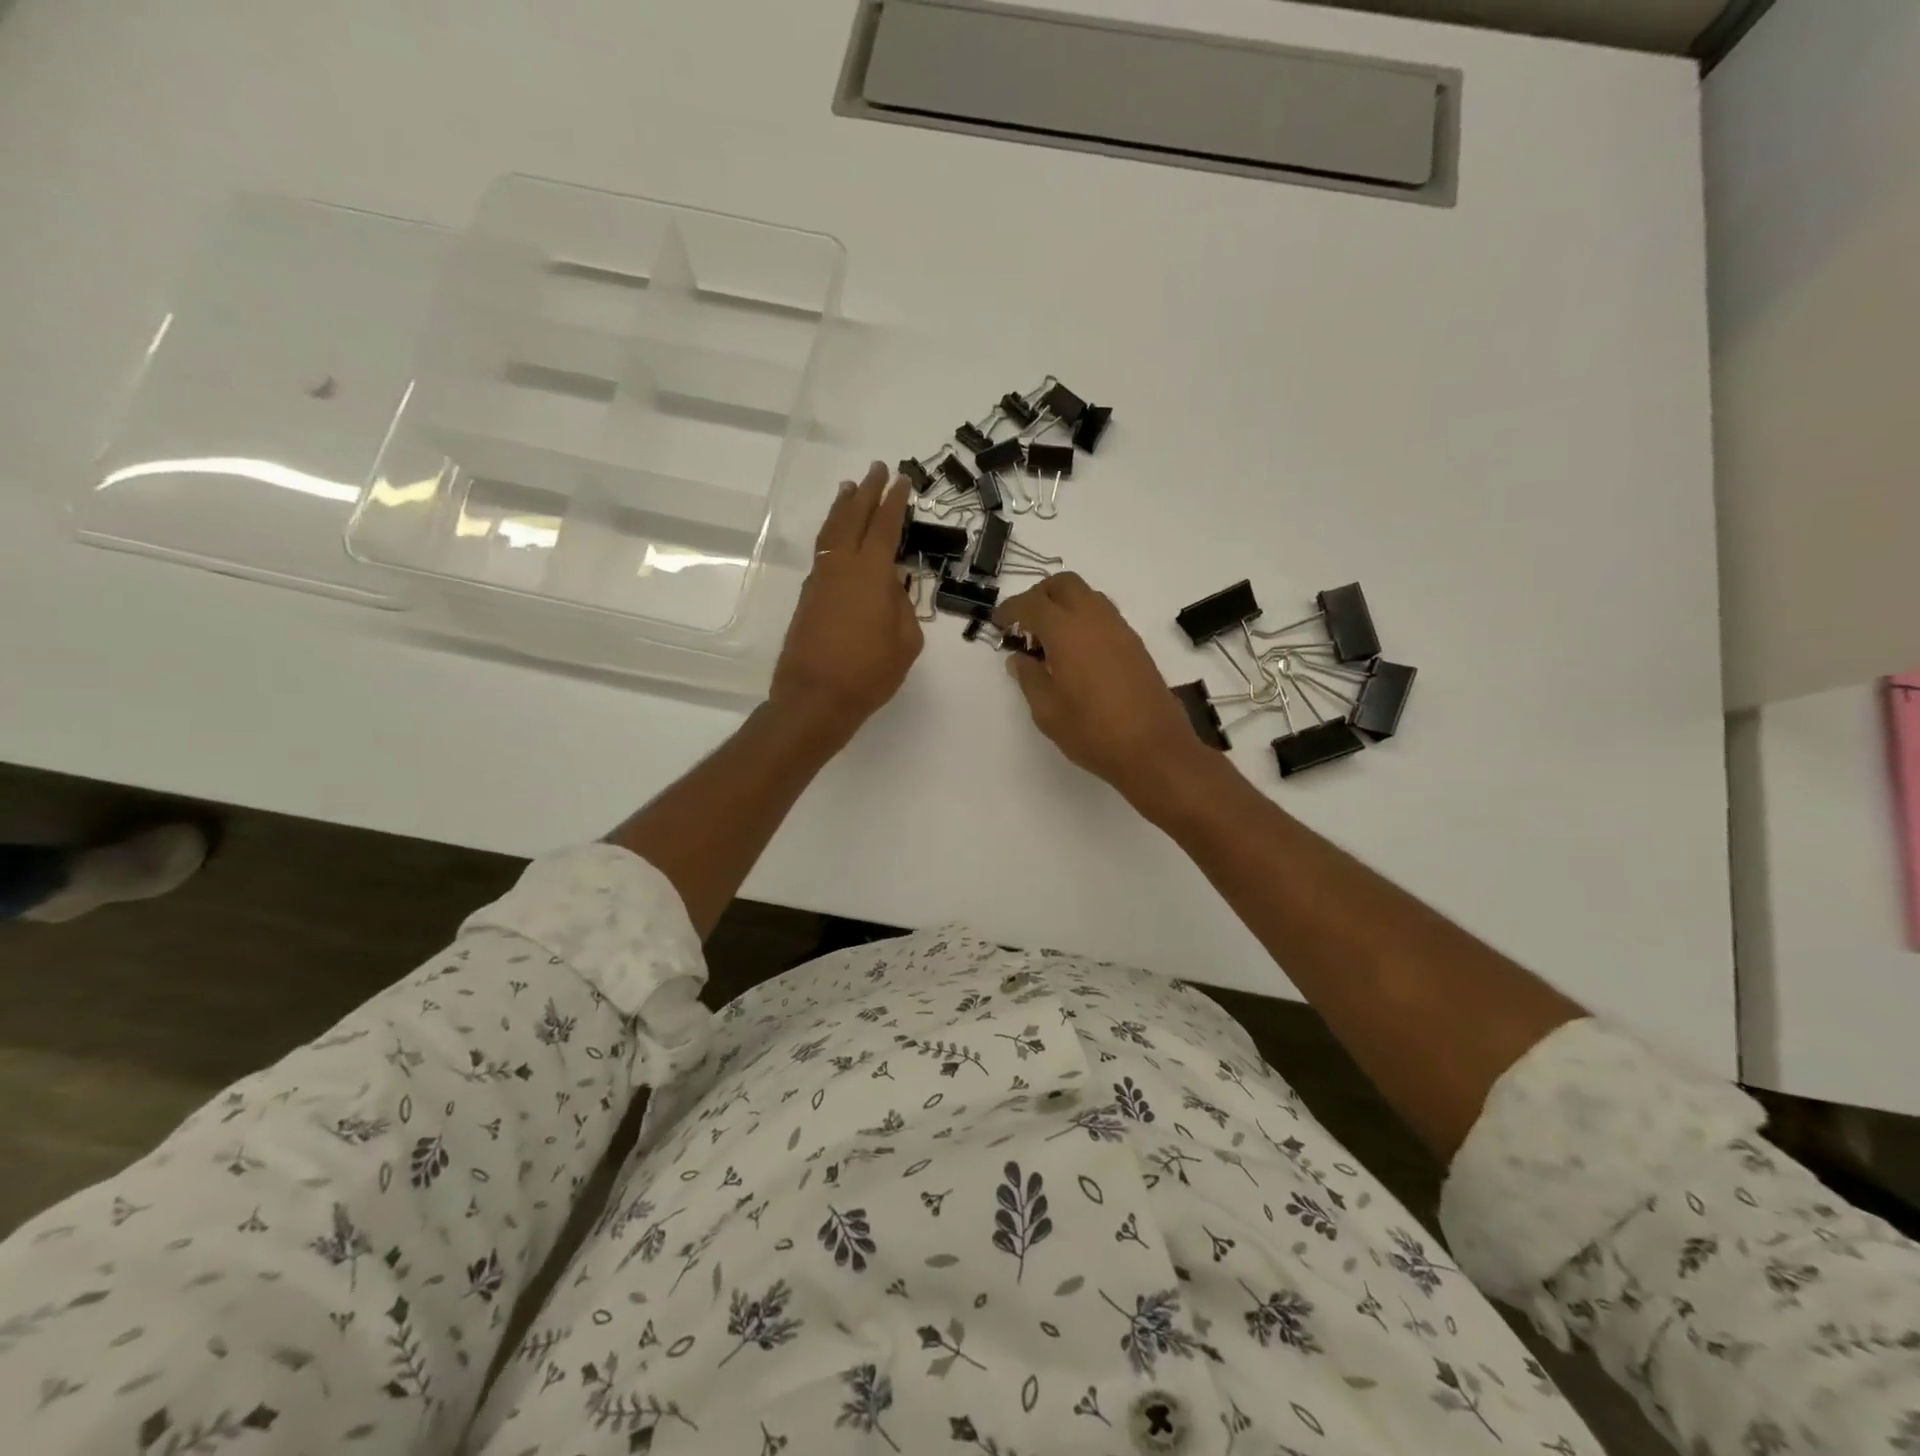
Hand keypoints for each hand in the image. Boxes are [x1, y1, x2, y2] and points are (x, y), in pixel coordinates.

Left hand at [770, 461, 922, 739]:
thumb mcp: (906, 643)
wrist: (815, 698)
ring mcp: (820, 579)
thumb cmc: (868, 673)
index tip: (903, 480)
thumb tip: (893, 590)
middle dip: (867, 492)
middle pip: (854, 518)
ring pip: (832, 532)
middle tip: (877, 470)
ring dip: (843, 508)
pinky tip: (838, 537)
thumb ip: (903, 608)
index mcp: (871, 573)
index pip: (886, 526)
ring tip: (850, 489)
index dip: (896, 502)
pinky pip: (823, 553)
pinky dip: (833, 534)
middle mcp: (842, 566)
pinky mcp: (808, 596)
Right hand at [994, 572, 1213, 803]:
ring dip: (1065, 605)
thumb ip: (1029, 678)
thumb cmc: (1092, 731)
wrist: (1153, 748)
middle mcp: (1094, 619)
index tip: (999, 624)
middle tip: (1025, 623)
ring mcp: (1120, 629)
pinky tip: (1076, 652)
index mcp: (1066, 631)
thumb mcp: (1047, 711)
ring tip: (1050, 638)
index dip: (1011, 609)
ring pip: (1088, 595)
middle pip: (1064, 584)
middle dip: (1040, 595)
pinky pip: (1104, 615)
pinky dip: (1084, 619)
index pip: (1032, 603)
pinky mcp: (1135, 644)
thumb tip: (1020, 659)